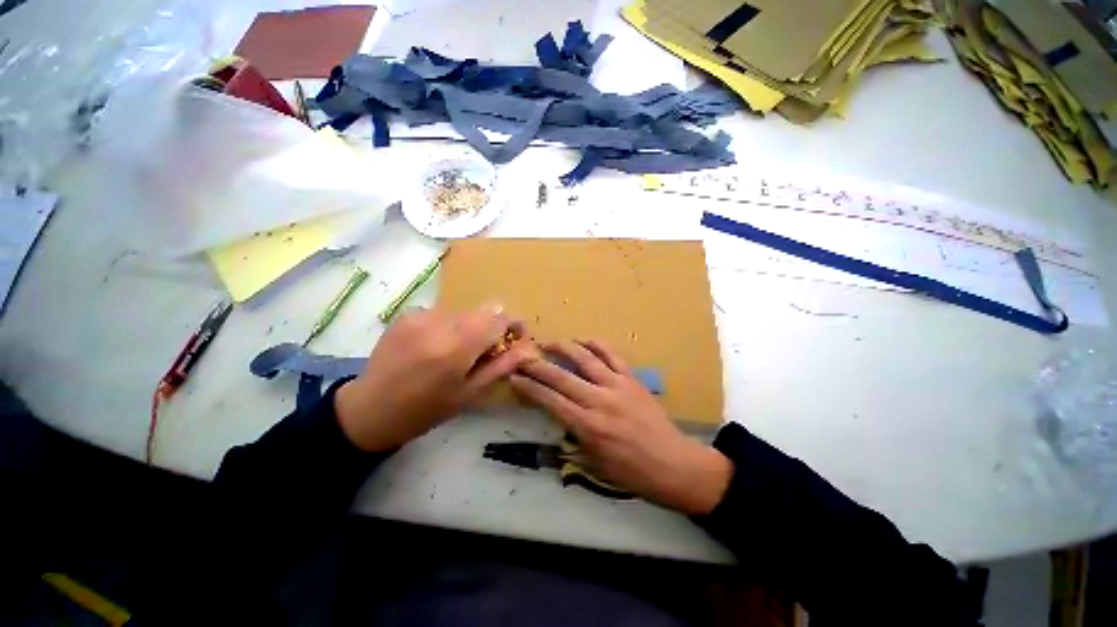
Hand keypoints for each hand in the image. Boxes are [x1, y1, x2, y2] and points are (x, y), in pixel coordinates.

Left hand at [335, 305, 534, 451]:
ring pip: (462, 312)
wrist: (370, 409)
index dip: (512, 323)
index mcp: (457, 347)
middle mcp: (439, 324)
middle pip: (481, 312)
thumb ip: (501, 367)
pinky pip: (441, 314)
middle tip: (486, 349)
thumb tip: (527, 349)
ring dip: (469, 327)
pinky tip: (434, 346)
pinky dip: (447, 327)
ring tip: (457, 350)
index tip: (517, 333)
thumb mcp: (470, 394)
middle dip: (491, 327)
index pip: (497, 319)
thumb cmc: (426, 409)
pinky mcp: (407, 315)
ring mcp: (420, 316)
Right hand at [509, 340, 732, 514]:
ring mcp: (617, 385)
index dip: (529, 387)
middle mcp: (599, 400)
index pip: (550, 400)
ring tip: (549, 342)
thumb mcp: (594, 463)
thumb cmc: (631, 472)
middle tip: (522, 356)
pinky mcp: (632, 378)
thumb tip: (561, 416)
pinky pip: (613, 355)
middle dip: (537, 365)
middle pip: (561, 376)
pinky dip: (597, 344)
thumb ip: (574, 436)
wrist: (673, 464)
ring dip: (564, 347)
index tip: (514, 377)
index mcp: (588, 426)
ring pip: (585, 359)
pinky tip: (584, 340)